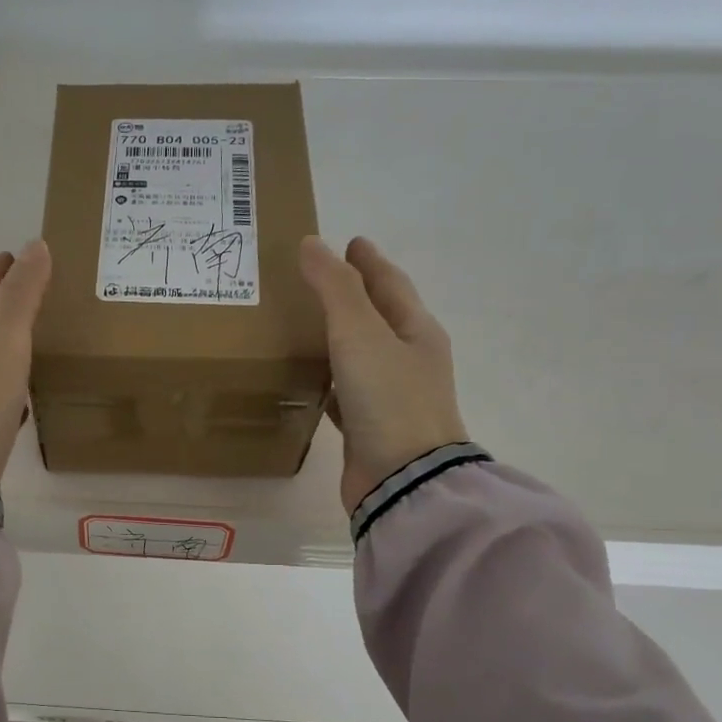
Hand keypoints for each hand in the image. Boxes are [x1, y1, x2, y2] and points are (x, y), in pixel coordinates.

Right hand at [298, 235, 468, 514]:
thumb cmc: (388, 400)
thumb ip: (334, 288)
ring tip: (306, 324)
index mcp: (416, 331)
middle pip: (379, 317)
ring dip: (338, 338)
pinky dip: (329, 379)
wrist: (402, 479)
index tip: (351, 241)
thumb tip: (312, 244)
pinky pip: (345, 392)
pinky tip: (309, 378)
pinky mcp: (369, 427)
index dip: (369, 262)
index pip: (390, 284)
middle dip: (353, 297)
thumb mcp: (360, 334)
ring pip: (360, 355)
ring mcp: (391, 396)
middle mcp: (408, 361)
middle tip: (318, 279)